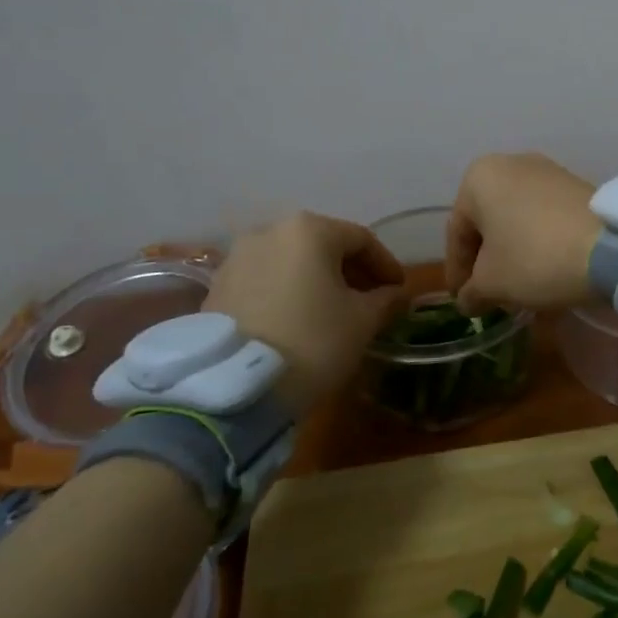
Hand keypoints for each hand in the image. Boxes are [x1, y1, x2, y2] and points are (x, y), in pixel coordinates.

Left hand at [203, 211, 407, 414]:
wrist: (235, 386)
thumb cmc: (312, 341)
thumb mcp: (363, 322)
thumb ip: (385, 300)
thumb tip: (394, 294)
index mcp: (310, 230)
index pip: (361, 239)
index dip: (386, 264)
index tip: (399, 289)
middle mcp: (270, 231)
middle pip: (323, 245)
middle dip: (351, 270)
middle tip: (371, 298)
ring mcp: (238, 257)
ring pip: (292, 261)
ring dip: (318, 280)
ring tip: (334, 309)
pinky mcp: (218, 285)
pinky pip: (266, 279)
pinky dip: (288, 290)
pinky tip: (299, 317)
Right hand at [445, 153, 600, 312]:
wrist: (610, 246)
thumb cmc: (535, 257)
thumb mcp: (492, 283)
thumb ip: (471, 291)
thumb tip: (468, 300)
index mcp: (479, 178)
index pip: (457, 233)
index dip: (457, 272)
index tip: (462, 300)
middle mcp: (511, 163)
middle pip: (488, 222)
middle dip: (486, 260)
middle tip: (488, 294)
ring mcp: (548, 171)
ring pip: (517, 218)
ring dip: (513, 251)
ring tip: (517, 286)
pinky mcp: (577, 185)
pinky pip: (544, 216)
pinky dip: (538, 242)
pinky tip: (545, 269)